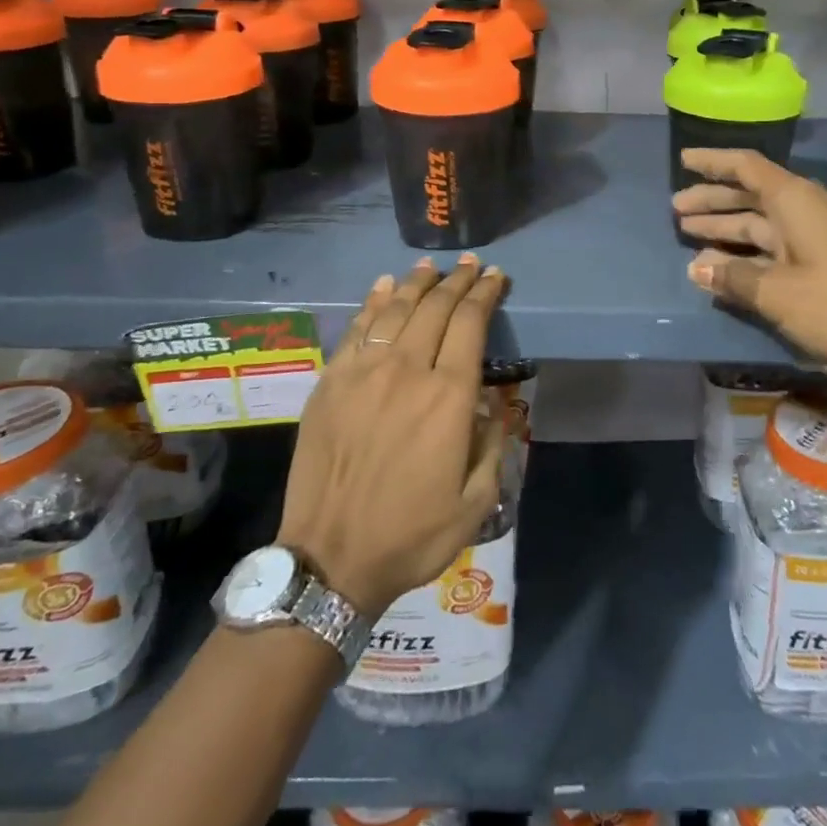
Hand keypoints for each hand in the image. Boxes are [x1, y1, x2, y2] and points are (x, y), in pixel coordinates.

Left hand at [278, 256, 506, 616]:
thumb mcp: (476, 500)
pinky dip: (373, 303)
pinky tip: (384, 287)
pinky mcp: (330, 384)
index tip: (496, 277)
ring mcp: (362, 374)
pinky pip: (356, 331)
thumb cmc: (411, 534)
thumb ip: (493, 441)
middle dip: (458, 281)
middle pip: (435, 308)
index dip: (485, 294)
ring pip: (395, 311)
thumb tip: (494, 401)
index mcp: (447, 397)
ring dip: (417, 284)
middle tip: (472, 265)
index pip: (470, 324)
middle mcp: (406, 372)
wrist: (330, 560)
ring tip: (431, 267)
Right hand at [673, 148, 826, 428]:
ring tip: (688, 234)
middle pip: (749, 196)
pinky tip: (723, 269)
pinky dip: (746, 257)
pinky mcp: (821, 268)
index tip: (683, 159)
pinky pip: (772, 252)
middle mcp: (803, 212)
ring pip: (759, 226)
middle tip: (676, 209)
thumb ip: (734, 278)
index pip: (746, 167)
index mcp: (794, 201)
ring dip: (725, 230)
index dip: (713, 162)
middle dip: (712, 201)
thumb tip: (696, 268)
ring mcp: (814, 241)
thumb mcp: (778, 293)